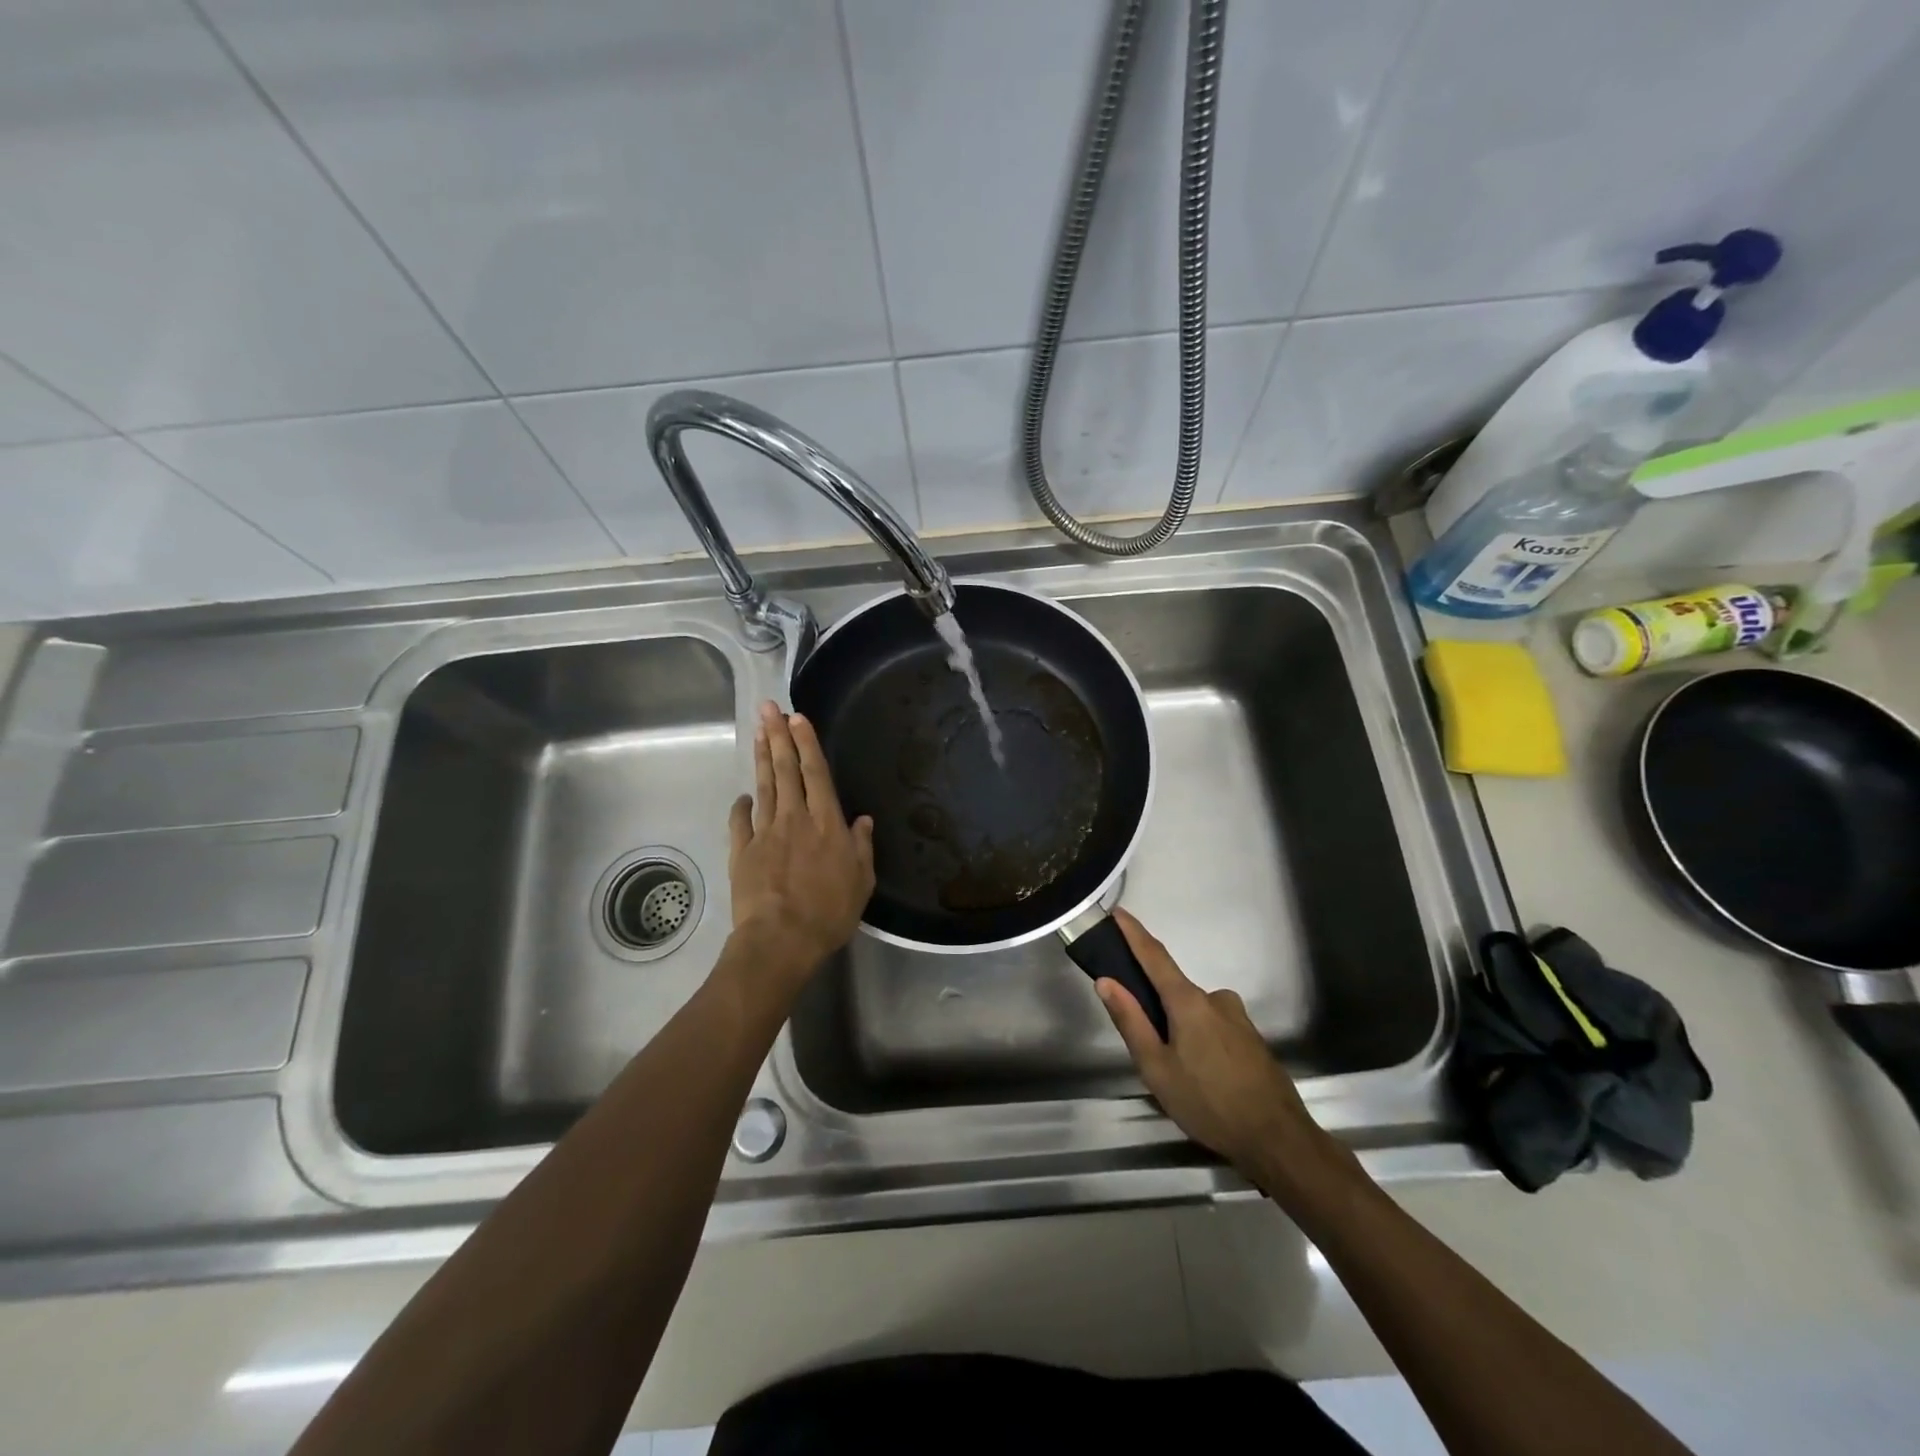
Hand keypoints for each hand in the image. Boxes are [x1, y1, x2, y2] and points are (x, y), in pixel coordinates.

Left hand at [726, 702, 874, 992]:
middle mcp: (795, 818)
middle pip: (786, 770)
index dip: (807, 743)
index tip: (797, 717)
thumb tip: (862, 820)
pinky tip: (742, 795)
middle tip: (768, 708)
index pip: (816, 773)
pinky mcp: (741, 851)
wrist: (781, 939)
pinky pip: (740, 821)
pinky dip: (741, 805)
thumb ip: (861, 847)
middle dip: (778, 736)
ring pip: (764, 786)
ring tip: (758, 732)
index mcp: (826, 822)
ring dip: (762, 758)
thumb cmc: (829, 911)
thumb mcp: (861, 881)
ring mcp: (765, 832)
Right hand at [1095, 909, 1349, 1197]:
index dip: (1134, 933)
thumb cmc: (1209, 1103)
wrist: (1278, 1139)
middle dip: (1155, 1005)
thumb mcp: (1157, 1068)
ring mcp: (1237, 1017)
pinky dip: (1199, 1039)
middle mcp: (1215, 999)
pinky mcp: (1251, 1037)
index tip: (1118, 913)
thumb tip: (1106, 982)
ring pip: (1195, 1012)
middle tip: (1144, 1043)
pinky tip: (1202, 1076)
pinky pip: (1214, 1026)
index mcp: (1189, 1002)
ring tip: (1177, 1073)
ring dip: (1179, 1028)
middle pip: (1174, 988)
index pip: (1155, 956)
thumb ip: (1131, 1022)